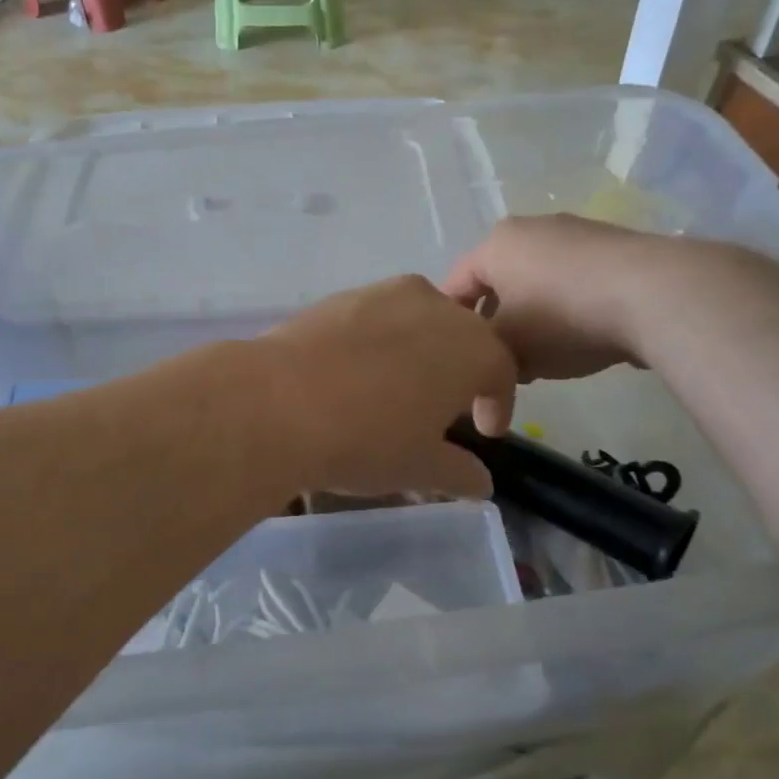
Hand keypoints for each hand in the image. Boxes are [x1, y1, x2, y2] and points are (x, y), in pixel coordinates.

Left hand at [258, 275, 518, 498]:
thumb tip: (482, 483)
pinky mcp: (340, 296)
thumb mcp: (420, 467)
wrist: (277, 403)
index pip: (500, 372)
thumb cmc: (367, 439)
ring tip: (397, 389)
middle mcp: (435, 307)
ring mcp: (384, 294)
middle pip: (461, 338)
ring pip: (417, 322)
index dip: (497, 403)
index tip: (485, 430)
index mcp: (472, 348)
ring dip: (418, 352)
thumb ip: (460, 472)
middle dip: (459, 372)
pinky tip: (354, 374)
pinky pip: (375, 319)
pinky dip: (377, 342)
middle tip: (442, 409)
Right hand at [445, 215, 650, 434]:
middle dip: (495, 326)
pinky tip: (583, 340)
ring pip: (537, 284)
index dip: (449, 328)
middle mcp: (532, 228)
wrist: (655, 295)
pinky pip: (575, 283)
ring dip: (533, 321)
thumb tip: (484, 390)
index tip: (456, 361)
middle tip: (499, 364)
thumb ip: (484, 365)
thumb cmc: (562, 318)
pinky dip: (569, 311)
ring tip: (544, 358)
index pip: (454, 286)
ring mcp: (578, 234)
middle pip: (498, 284)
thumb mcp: (508, 351)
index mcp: (496, 244)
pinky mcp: (616, 249)